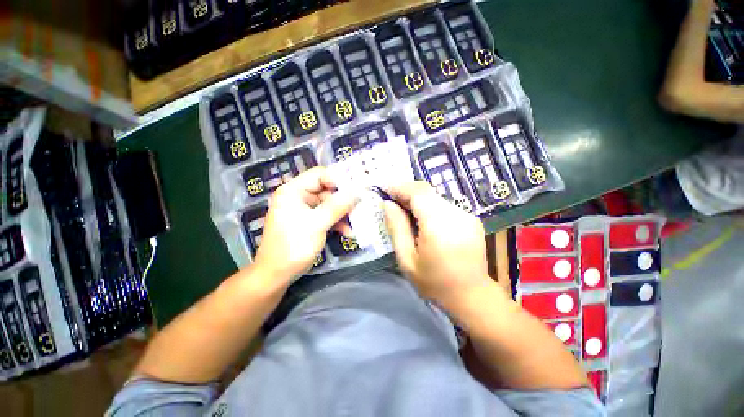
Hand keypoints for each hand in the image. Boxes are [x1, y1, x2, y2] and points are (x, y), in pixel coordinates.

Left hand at [252, 167, 357, 282]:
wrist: (277, 274)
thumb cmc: (293, 246)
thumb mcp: (317, 224)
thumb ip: (337, 206)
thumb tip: (357, 192)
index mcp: (293, 191)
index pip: (319, 175)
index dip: (338, 179)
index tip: (356, 189)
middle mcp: (298, 196)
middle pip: (327, 190)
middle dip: (344, 201)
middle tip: (360, 207)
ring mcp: (304, 209)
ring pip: (330, 204)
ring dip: (343, 214)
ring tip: (355, 223)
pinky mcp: (309, 221)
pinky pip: (327, 216)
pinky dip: (337, 222)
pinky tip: (347, 232)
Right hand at [383, 181, 492, 309]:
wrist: (471, 296)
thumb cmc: (434, 282)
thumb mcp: (406, 259)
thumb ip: (397, 228)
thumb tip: (388, 204)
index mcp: (439, 226)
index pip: (418, 193)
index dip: (399, 187)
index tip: (384, 189)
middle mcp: (456, 215)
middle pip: (427, 192)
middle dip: (406, 192)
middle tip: (392, 201)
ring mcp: (467, 215)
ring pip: (435, 197)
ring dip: (418, 200)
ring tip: (405, 212)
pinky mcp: (471, 218)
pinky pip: (444, 205)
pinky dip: (430, 207)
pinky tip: (424, 221)